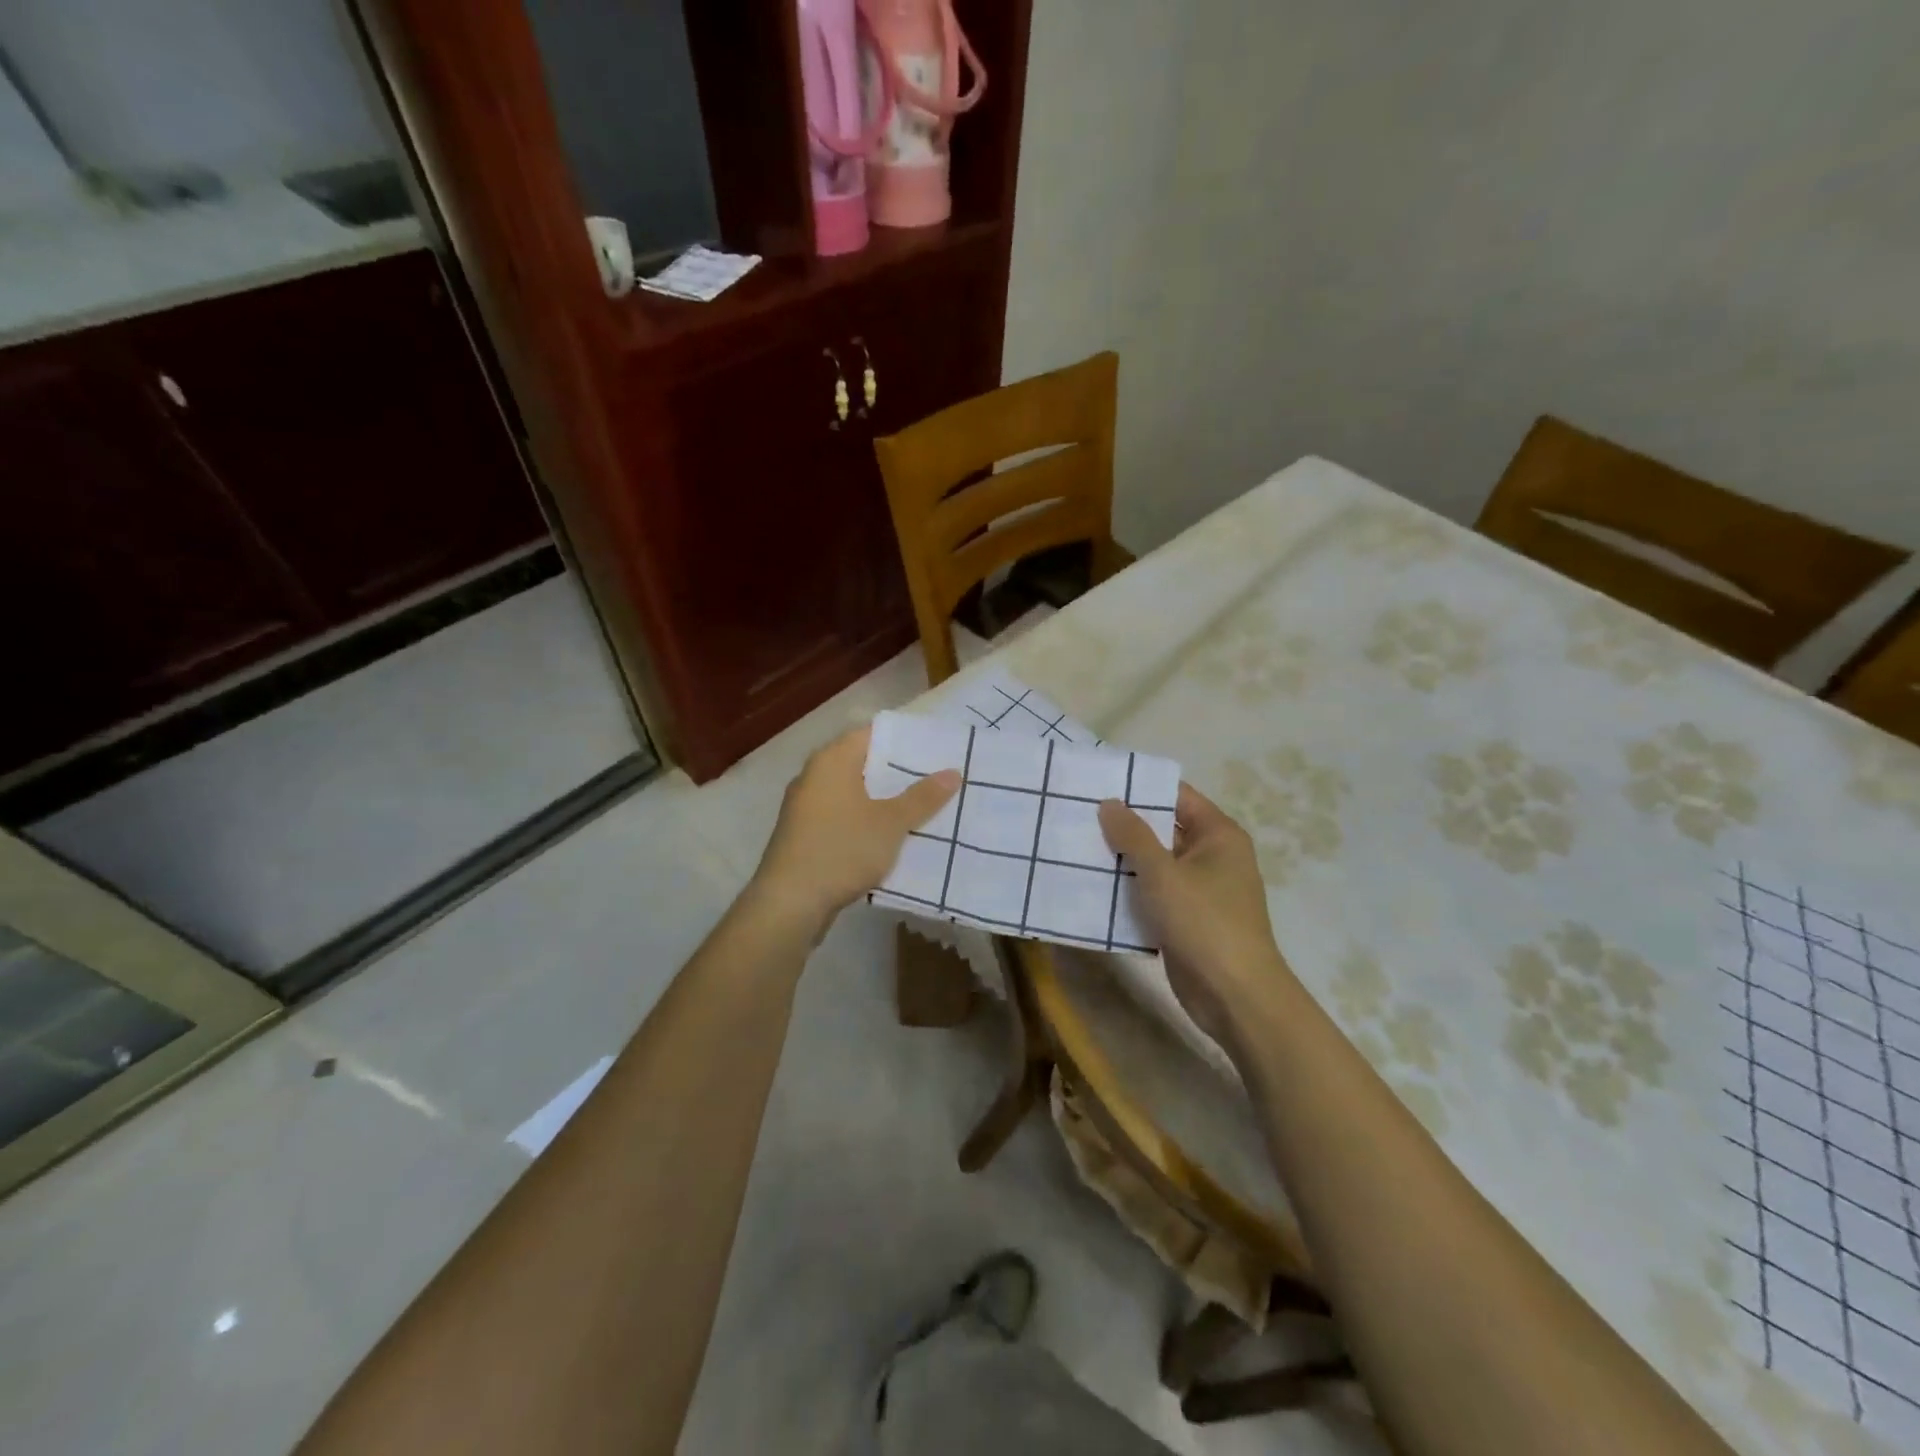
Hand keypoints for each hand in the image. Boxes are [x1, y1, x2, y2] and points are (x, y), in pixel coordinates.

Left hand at [753, 725, 960, 931]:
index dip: (904, 740)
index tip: (935, 749)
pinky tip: (890, 836)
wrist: (789, 903)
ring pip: (853, 793)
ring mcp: (805, 807)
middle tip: (937, 778)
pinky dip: (865, 821)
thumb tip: (953, 772)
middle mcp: (813, 776)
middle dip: (898, 772)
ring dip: (883, 800)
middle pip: (863, 764)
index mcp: (831, 760)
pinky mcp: (804, 835)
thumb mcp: (891, 823)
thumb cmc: (841, 849)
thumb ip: (922, 797)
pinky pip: (842, 817)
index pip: (872, 733)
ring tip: (922, 806)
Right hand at [1099, 784, 1293, 1044]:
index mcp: (1218, 835)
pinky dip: (1129, 890)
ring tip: (1076, 845)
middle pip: (1163, 829)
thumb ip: (1133, 835)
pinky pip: (1153, 893)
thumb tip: (1109, 802)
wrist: (1235, 996)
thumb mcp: (1162, 873)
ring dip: (1122, 860)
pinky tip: (1092, 886)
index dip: (1140, 788)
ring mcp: (1200, 890)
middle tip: (1078, 814)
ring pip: (1155, 864)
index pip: (1176, 796)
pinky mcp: (1187, 919)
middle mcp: (1212, 856)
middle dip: (1124, 824)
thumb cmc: (1203, 922)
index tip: (1099, 783)